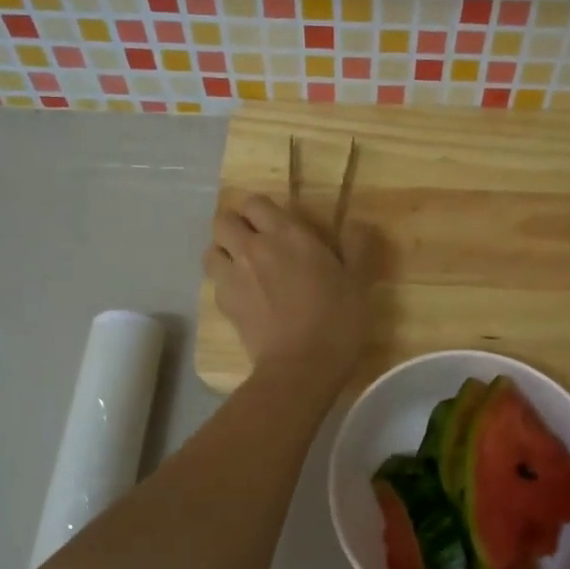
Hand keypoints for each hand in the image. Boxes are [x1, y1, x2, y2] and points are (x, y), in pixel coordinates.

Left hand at [205, 194, 369, 390]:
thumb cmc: (336, 320)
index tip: (277, 225)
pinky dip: (224, 283)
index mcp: (286, 234)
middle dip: (235, 226)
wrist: (301, 366)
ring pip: (211, 249)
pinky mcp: (224, 304)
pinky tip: (244, 297)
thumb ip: (357, 247)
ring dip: (223, 253)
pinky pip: (214, 282)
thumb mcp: (358, 281)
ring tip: (242, 267)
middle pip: (223, 221)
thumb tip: (356, 223)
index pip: (255, 202)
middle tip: (256, 243)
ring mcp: (233, 276)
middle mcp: (252, 248)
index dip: (262, 211)